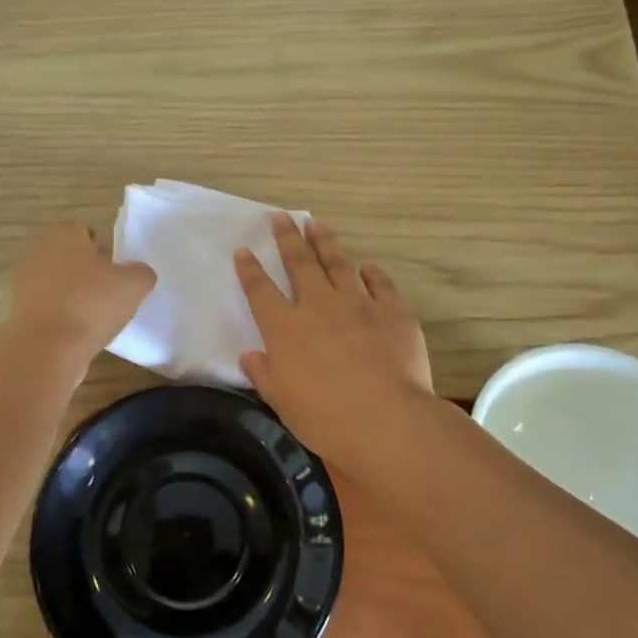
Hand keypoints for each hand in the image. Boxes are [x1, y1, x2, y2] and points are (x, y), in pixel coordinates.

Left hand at [6, 223, 155, 376]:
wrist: (47, 348)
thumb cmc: (91, 304)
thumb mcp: (134, 285)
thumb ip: (142, 272)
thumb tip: (140, 273)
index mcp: (64, 234)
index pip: (86, 232)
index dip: (104, 250)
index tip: (116, 272)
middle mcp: (39, 251)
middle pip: (70, 257)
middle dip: (87, 272)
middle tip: (110, 293)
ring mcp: (24, 282)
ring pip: (57, 282)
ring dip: (74, 295)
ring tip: (95, 316)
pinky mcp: (19, 310)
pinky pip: (48, 306)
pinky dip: (62, 315)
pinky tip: (78, 331)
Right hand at [236, 216, 433, 463]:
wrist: (387, 420)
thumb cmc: (326, 418)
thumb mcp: (282, 402)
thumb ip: (264, 374)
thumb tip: (250, 356)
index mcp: (285, 329)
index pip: (261, 291)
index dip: (250, 270)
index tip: (244, 250)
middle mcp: (318, 306)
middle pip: (299, 263)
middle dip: (287, 238)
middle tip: (280, 217)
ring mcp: (358, 304)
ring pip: (337, 263)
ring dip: (325, 242)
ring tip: (316, 223)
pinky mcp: (393, 311)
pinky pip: (380, 282)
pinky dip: (371, 271)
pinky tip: (366, 265)